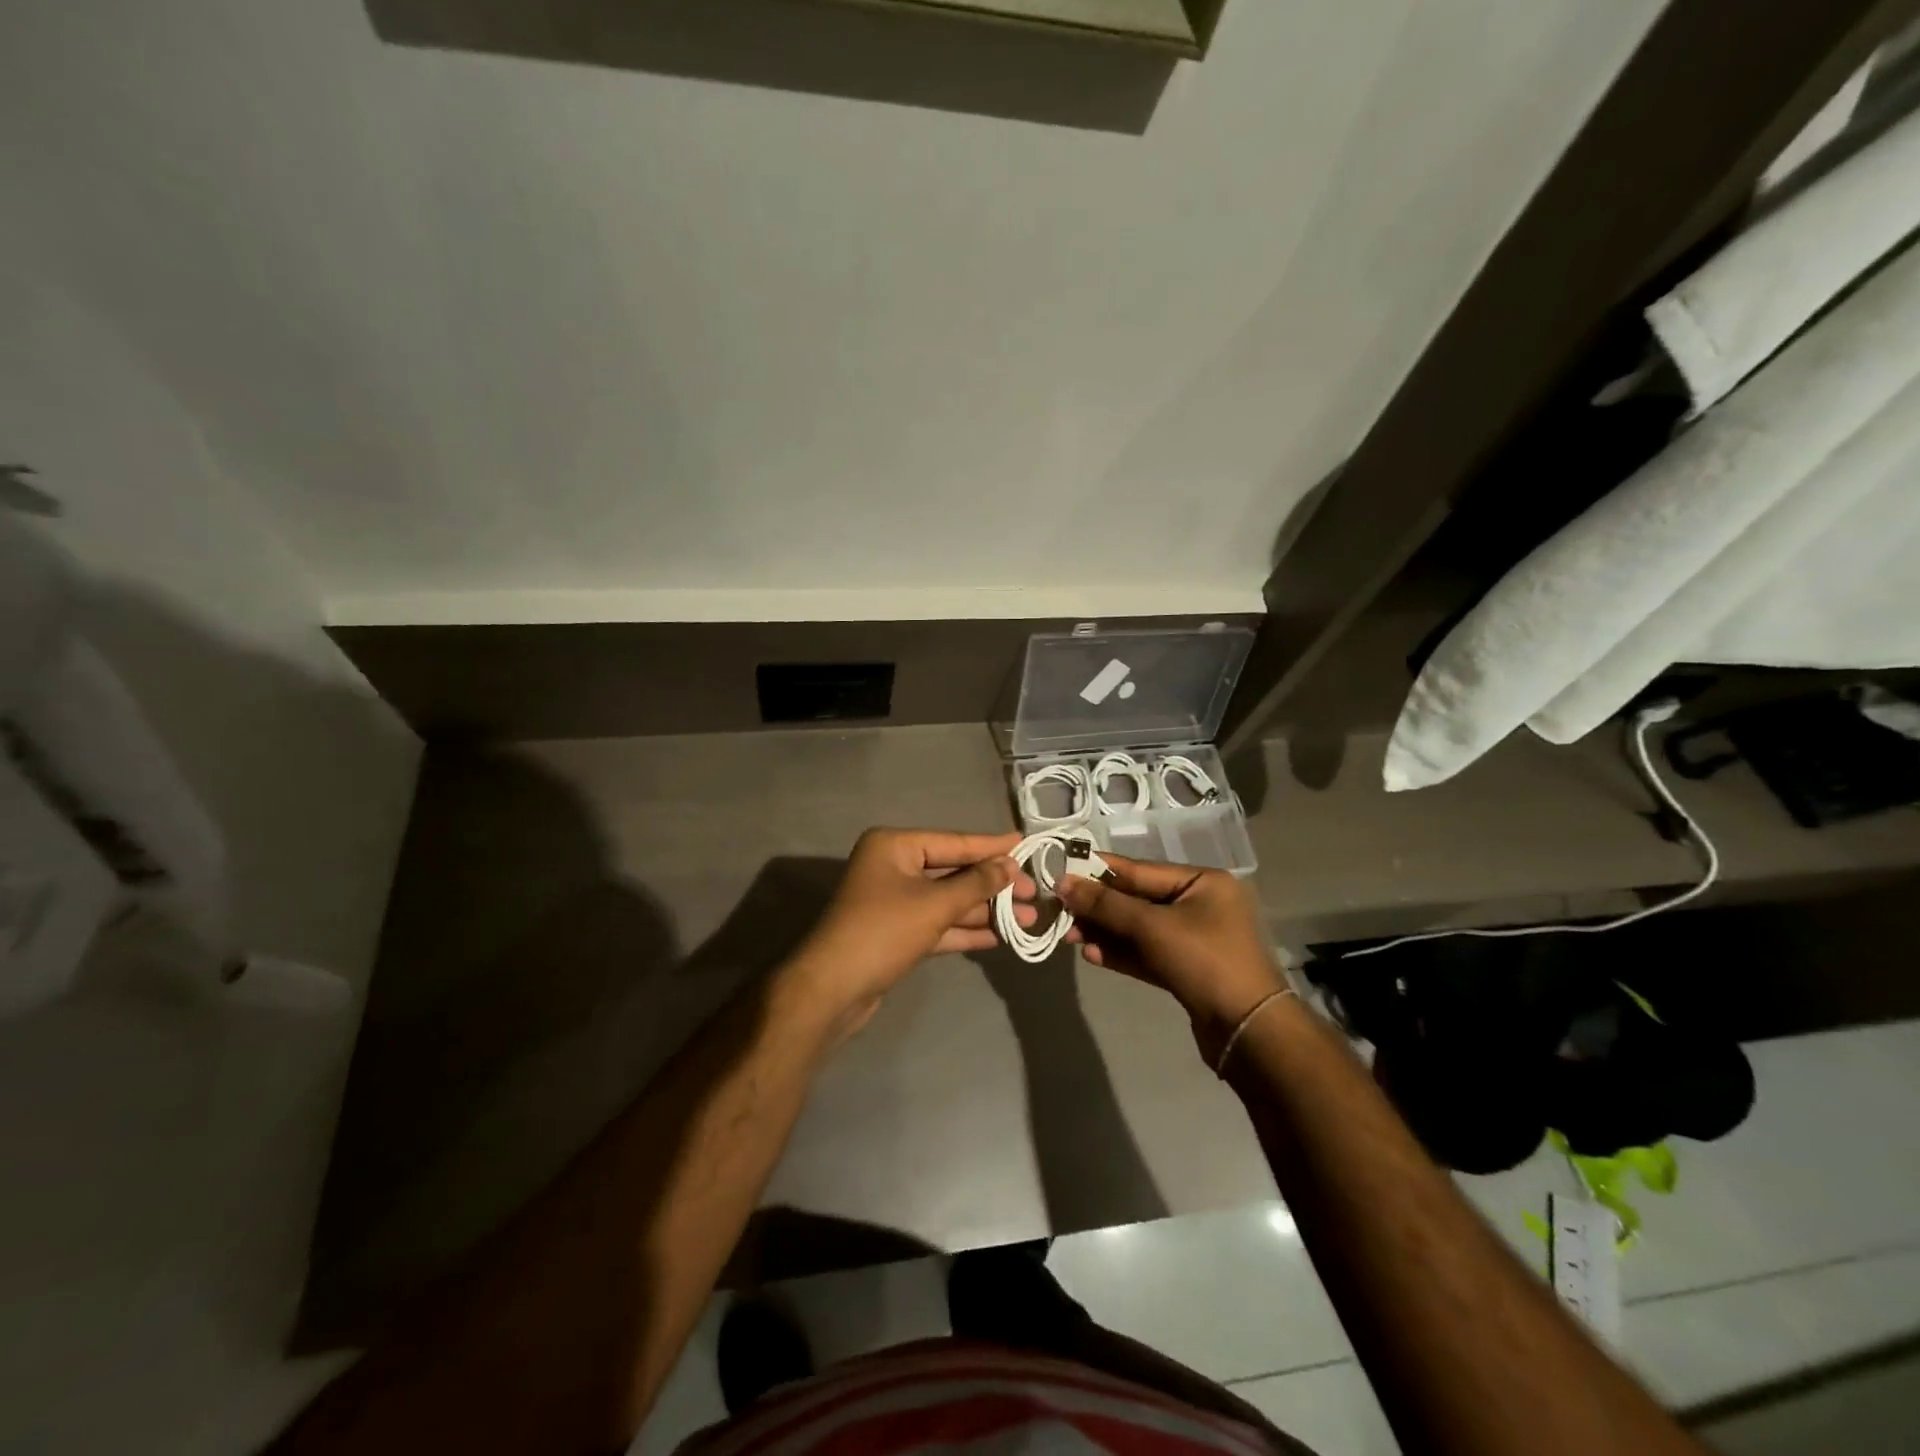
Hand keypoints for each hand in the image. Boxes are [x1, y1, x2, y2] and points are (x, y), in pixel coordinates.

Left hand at [784, 828, 1035, 1035]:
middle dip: (993, 885)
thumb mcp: (934, 904)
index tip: (1026, 843)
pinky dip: (965, 929)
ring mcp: (894, 901)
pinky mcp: (897, 933)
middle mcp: (893, 867)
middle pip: (953, 871)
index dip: (991, 846)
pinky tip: (999, 936)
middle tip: (1034, 892)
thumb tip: (1009, 866)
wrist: (832, 989)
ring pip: (948, 900)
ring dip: (984, 910)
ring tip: (1027, 917)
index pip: (954, 842)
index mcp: (894, 846)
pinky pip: (938, 924)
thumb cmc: (883, 931)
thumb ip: (976, 884)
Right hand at [1057, 856, 1284, 1060]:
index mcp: (1203, 882)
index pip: (1141, 870)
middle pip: (1138, 899)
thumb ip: (1106, 904)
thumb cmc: (1204, 961)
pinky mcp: (1187, 969)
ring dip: (1105, 932)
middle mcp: (1200, 905)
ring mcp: (1195, 939)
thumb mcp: (1152, 926)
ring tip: (1069, 935)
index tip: (1063, 871)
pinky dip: (1121, 953)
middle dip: (1099, 907)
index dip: (1100, 871)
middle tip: (1060, 910)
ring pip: (1140, 929)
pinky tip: (1092, 955)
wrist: (1246, 1031)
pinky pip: (1147, 953)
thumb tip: (1064, 883)